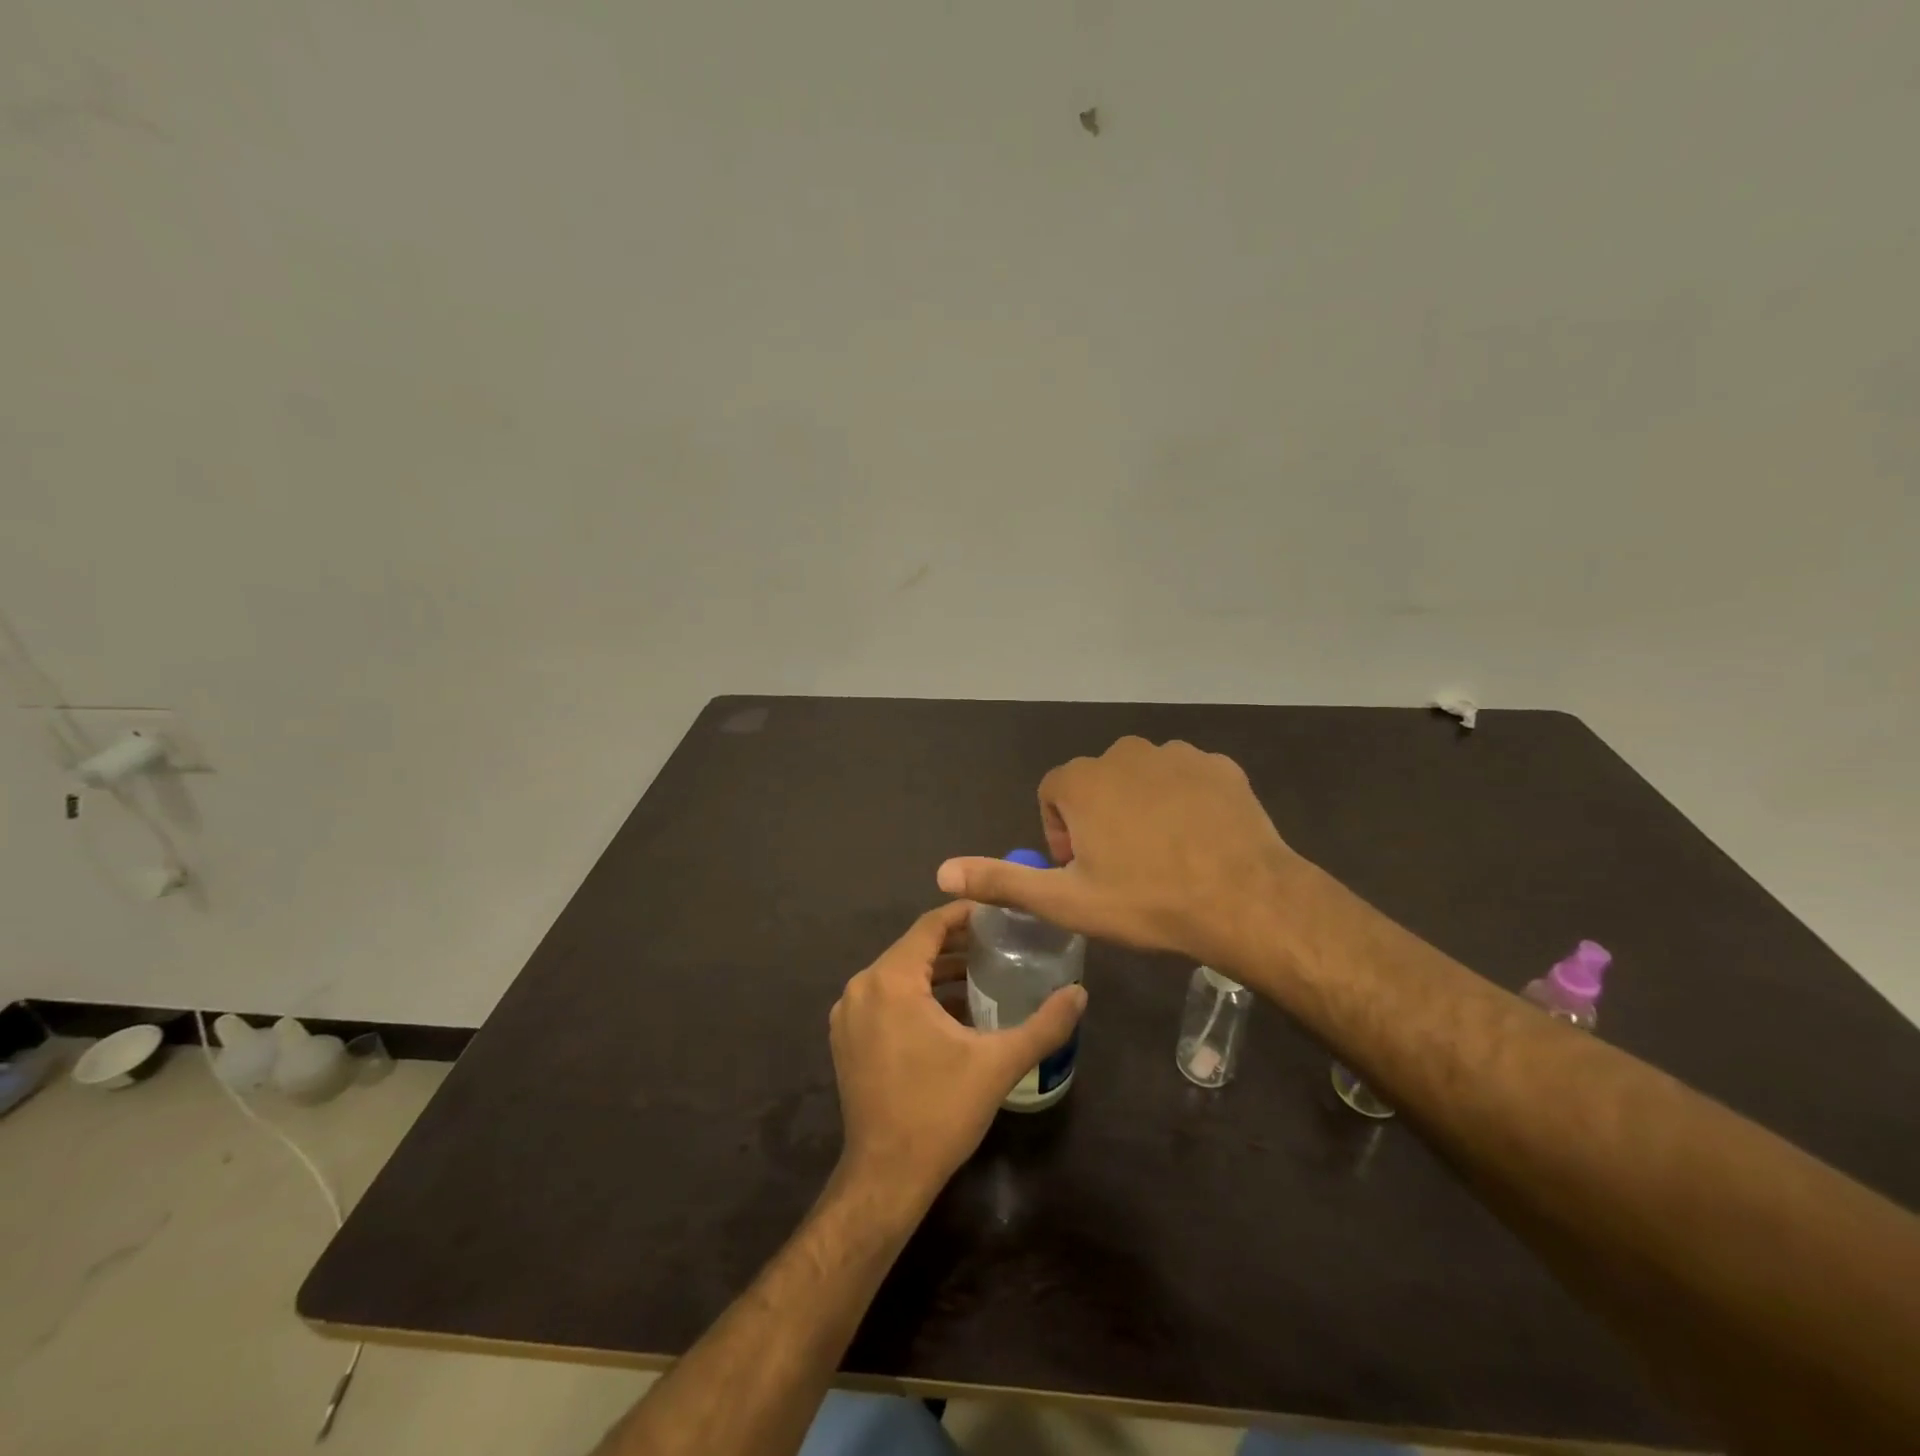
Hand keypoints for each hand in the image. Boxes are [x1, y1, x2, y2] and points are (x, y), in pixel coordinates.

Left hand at [830, 902, 1086, 1202]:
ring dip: (938, 971)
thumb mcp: (998, 1064)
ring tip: (983, 975)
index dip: (965, 914)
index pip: (930, 926)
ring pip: (899, 974)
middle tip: (1000, 944)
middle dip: (956, 943)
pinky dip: (917, 995)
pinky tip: (952, 1012)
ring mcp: (849, 1014)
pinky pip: (886, 998)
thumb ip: (1044, 1025)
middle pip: (914, 948)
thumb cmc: (939, 1112)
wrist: (885, 1178)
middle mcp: (862, 987)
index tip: (999, 913)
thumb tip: (1080, 994)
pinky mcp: (847, 1038)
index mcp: (891, 981)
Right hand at [936, 736, 1300, 968]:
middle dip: (1099, 820)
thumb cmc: (1145, 901)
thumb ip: (1001, 881)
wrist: (1244, 900)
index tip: (1083, 872)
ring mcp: (1177, 754)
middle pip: (1096, 784)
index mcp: (1083, 780)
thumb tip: (942, 872)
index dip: (1060, 835)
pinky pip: (1186, 780)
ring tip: (1163, 858)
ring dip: (1141, 809)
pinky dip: (1184, 803)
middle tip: (1122, 870)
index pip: (1053, 795)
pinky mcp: (1218, 766)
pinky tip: (1199, 842)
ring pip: (1141, 780)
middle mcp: (1125, 753)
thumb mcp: (1065, 901)